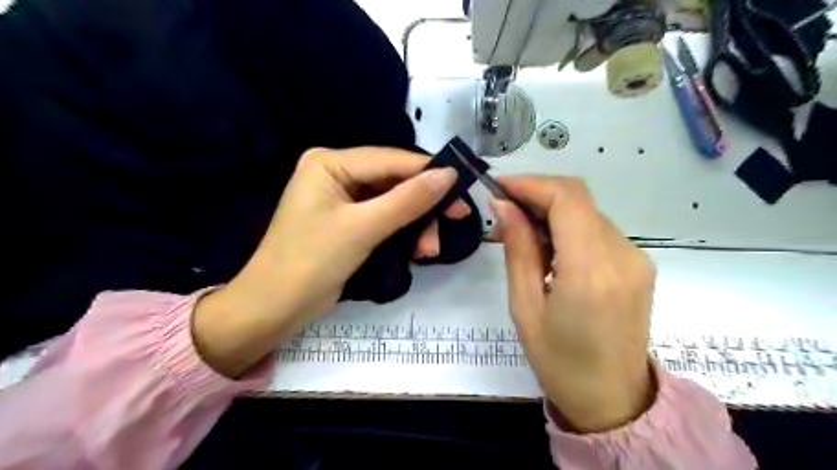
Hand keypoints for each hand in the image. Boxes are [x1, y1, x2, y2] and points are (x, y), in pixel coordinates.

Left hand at [193, 149, 467, 375]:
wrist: (275, 308)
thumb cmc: (311, 262)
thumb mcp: (363, 229)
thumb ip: (407, 200)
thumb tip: (449, 175)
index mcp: (330, 162)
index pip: (390, 160)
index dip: (428, 172)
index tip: (463, 188)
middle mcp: (337, 173)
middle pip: (394, 181)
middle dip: (422, 206)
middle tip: (454, 221)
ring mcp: (343, 199)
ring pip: (394, 202)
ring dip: (415, 224)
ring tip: (429, 251)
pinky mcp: (348, 222)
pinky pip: (385, 219)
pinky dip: (402, 233)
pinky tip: (415, 251)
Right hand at [492, 174, 656, 432]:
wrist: (613, 400)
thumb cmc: (558, 361)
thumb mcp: (524, 307)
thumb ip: (518, 249)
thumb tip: (504, 205)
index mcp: (592, 271)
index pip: (567, 198)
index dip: (531, 183)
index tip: (500, 187)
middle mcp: (623, 255)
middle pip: (578, 199)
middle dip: (537, 196)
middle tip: (504, 215)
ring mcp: (637, 258)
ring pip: (587, 213)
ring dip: (551, 214)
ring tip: (523, 240)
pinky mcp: (639, 264)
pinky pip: (598, 231)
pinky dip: (569, 229)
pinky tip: (551, 253)